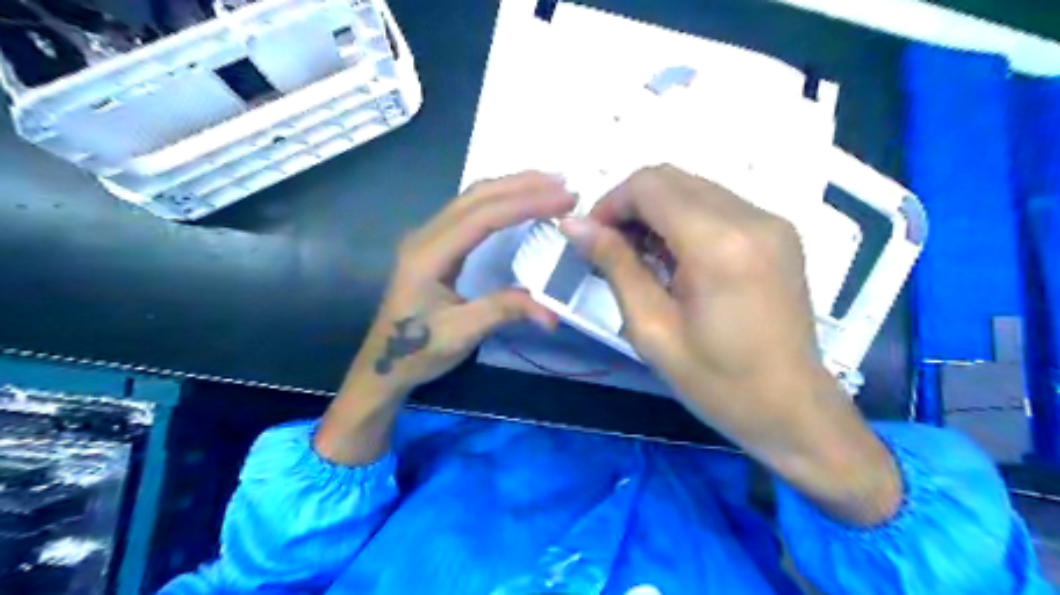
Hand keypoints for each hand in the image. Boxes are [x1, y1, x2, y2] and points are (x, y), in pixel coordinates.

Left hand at [315, 173, 576, 465]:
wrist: (384, 362)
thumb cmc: (418, 350)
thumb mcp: (460, 334)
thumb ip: (503, 312)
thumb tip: (552, 313)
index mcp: (428, 255)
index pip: (482, 217)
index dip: (525, 204)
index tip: (564, 200)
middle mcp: (426, 235)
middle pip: (477, 196)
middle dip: (523, 185)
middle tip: (565, 184)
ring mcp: (428, 236)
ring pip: (472, 197)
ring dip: (512, 186)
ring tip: (549, 184)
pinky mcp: (435, 243)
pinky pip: (470, 210)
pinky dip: (501, 199)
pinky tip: (520, 200)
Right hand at [557, 165, 897, 525]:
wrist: (791, 408)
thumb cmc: (716, 381)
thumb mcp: (651, 328)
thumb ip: (614, 265)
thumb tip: (574, 225)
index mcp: (718, 244)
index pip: (650, 186)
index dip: (610, 204)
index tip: (592, 238)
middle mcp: (751, 217)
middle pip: (671, 178)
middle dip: (630, 206)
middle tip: (613, 250)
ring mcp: (771, 221)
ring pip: (693, 188)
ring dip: (657, 212)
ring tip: (643, 259)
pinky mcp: (779, 232)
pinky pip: (717, 204)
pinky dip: (685, 220)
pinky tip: (676, 259)